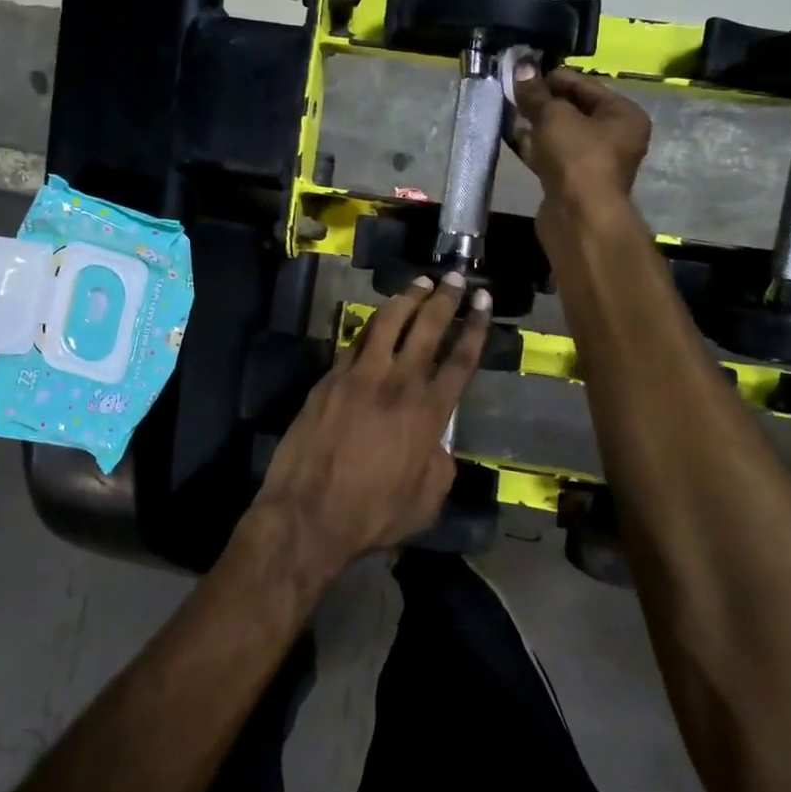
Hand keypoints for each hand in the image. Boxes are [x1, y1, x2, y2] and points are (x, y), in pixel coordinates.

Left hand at [246, 273, 489, 580]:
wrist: (307, 514)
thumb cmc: (371, 514)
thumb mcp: (427, 501)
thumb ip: (440, 463)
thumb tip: (436, 443)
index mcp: (428, 414)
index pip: (460, 359)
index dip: (476, 326)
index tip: (483, 300)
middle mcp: (397, 385)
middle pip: (427, 328)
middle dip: (445, 299)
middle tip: (454, 277)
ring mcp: (359, 377)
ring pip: (387, 323)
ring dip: (406, 298)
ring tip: (419, 283)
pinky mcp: (329, 379)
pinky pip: (355, 341)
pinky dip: (372, 325)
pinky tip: (378, 318)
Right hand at [512, 65, 651, 249]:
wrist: (579, 217)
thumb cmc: (577, 157)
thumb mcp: (554, 116)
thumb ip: (536, 93)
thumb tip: (521, 66)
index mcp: (623, 114)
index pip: (586, 85)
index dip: (554, 77)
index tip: (524, 72)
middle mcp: (615, 137)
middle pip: (574, 110)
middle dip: (543, 102)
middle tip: (512, 91)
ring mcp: (593, 163)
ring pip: (560, 135)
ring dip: (535, 125)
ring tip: (507, 110)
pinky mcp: (572, 183)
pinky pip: (551, 156)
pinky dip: (534, 147)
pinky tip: (511, 137)